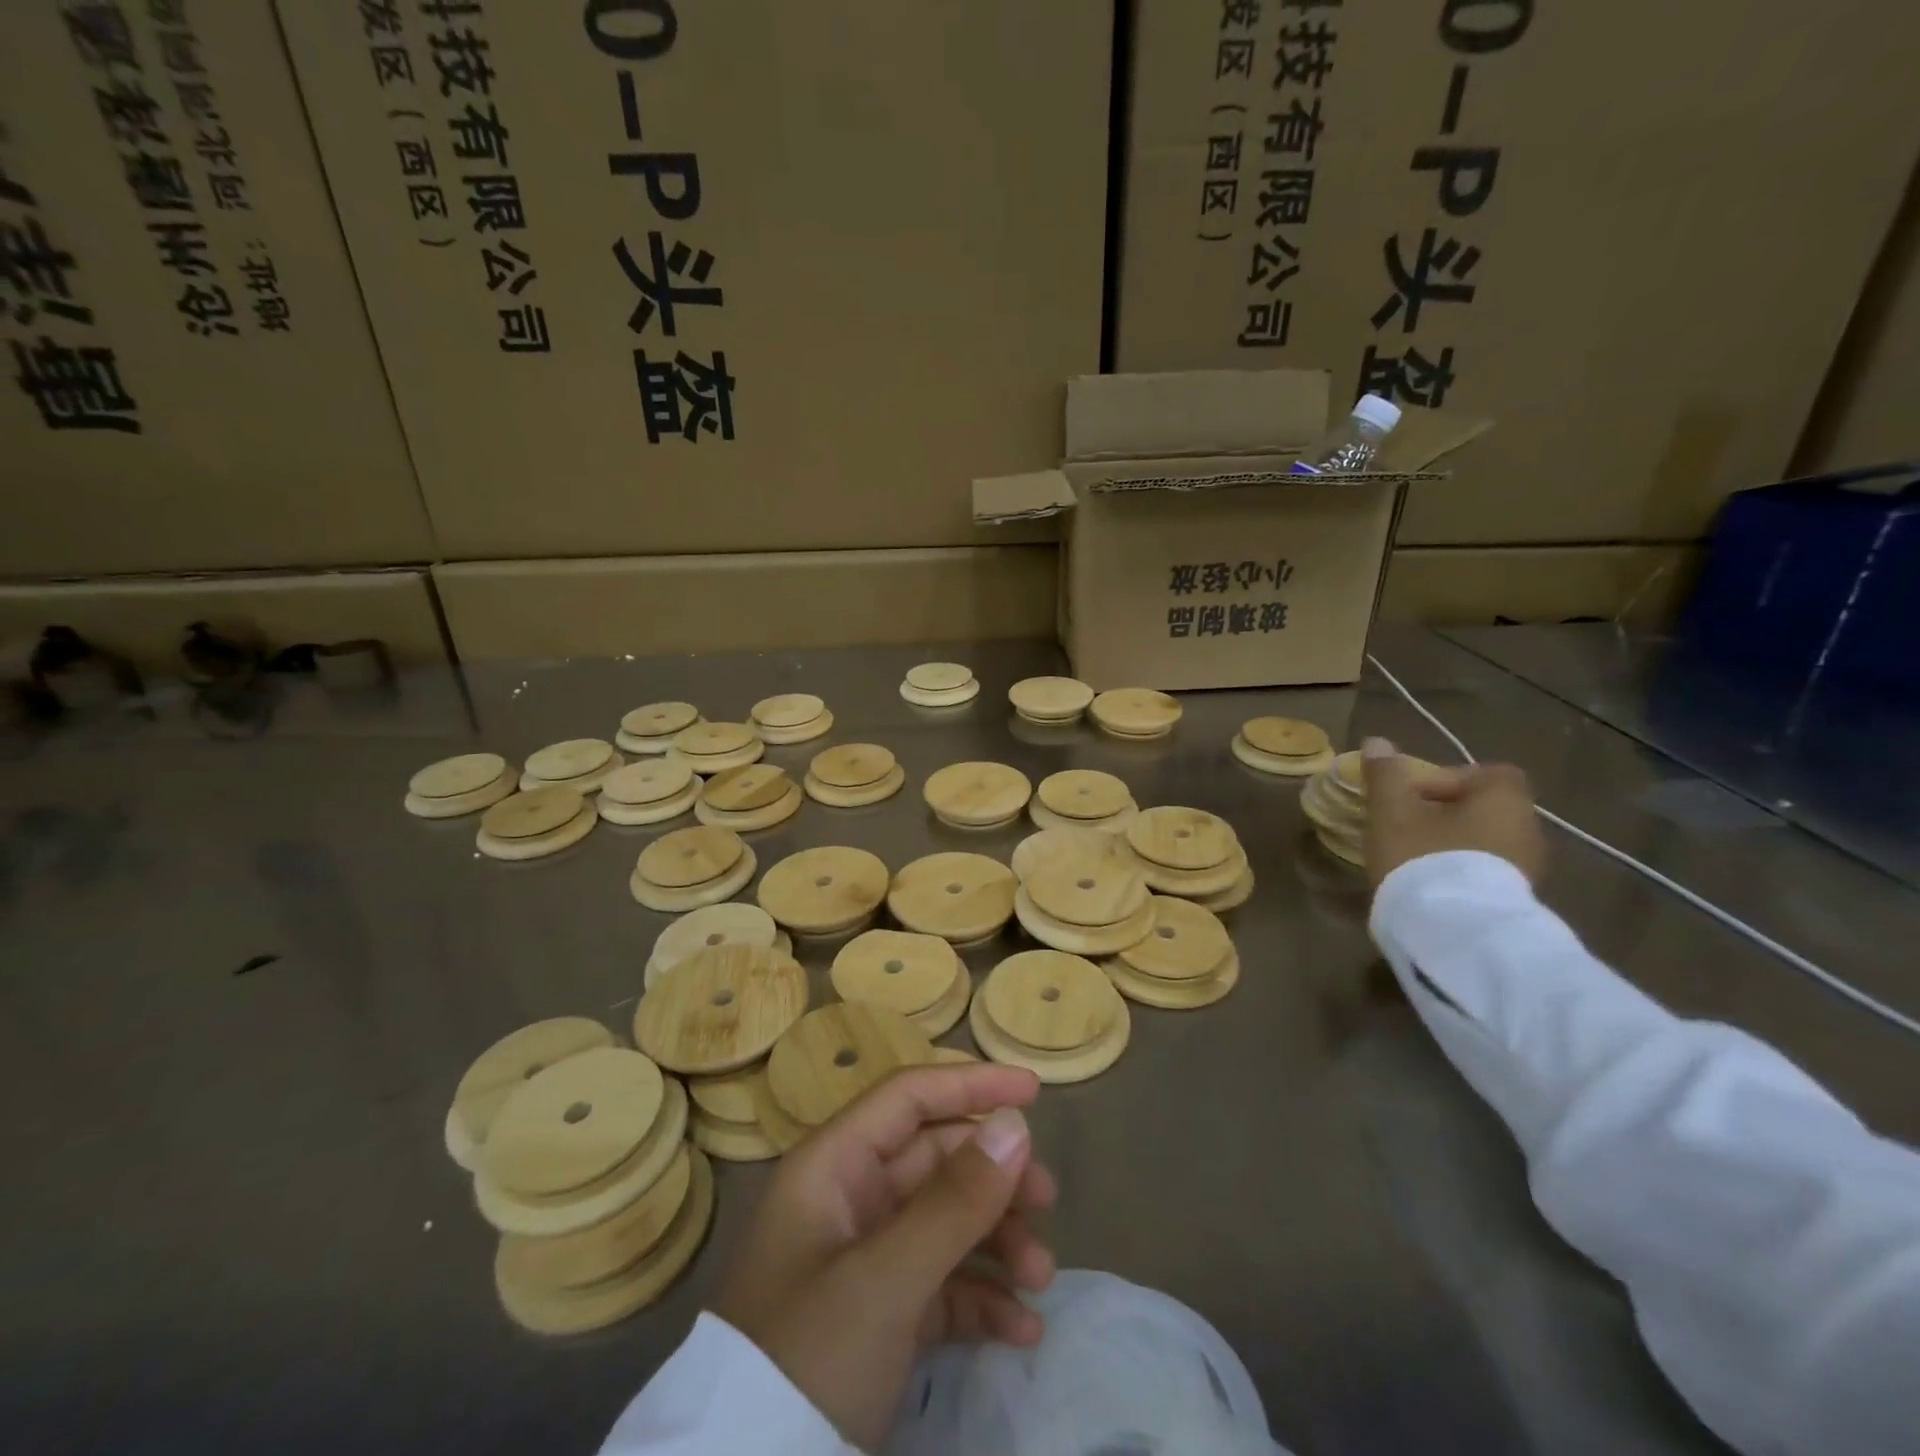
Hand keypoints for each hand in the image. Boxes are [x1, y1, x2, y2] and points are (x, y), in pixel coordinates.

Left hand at [714, 1063, 1056, 1451]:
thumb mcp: (885, 1280)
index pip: (908, 1099)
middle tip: (1048, 1202)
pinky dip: (980, 1298)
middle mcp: (847, 1201)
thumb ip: (954, 1201)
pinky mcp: (876, 1317)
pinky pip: (938, 1284)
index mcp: (832, 1166)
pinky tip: (1020, 1330)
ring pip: (943, 1222)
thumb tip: (1015, 1126)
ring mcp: (861, 1260)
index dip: (970, 1085)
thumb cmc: (808, 1358)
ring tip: (1040, 1279)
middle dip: (994, 1178)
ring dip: (996, 1242)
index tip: (1033, 1093)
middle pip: (934, 1160)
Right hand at [1362, 736, 1545, 889]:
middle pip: (1484, 809)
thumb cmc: (1424, 856)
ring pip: (1484, 843)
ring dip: (1451, 845)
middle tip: (1405, 828)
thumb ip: (1385, 775)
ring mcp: (1528, 870)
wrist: (1455, 931)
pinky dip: (1460, 872)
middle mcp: (1528, 830)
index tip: (1412, 796)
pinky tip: (1428, 885)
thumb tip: (1377, 742)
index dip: (1448, 779)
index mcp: (1505, 800)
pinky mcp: (1516, 901)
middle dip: (1443, 815)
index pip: (1487, 774)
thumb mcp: (1392, 811)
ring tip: (1411, 859)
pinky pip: (1486, 873)